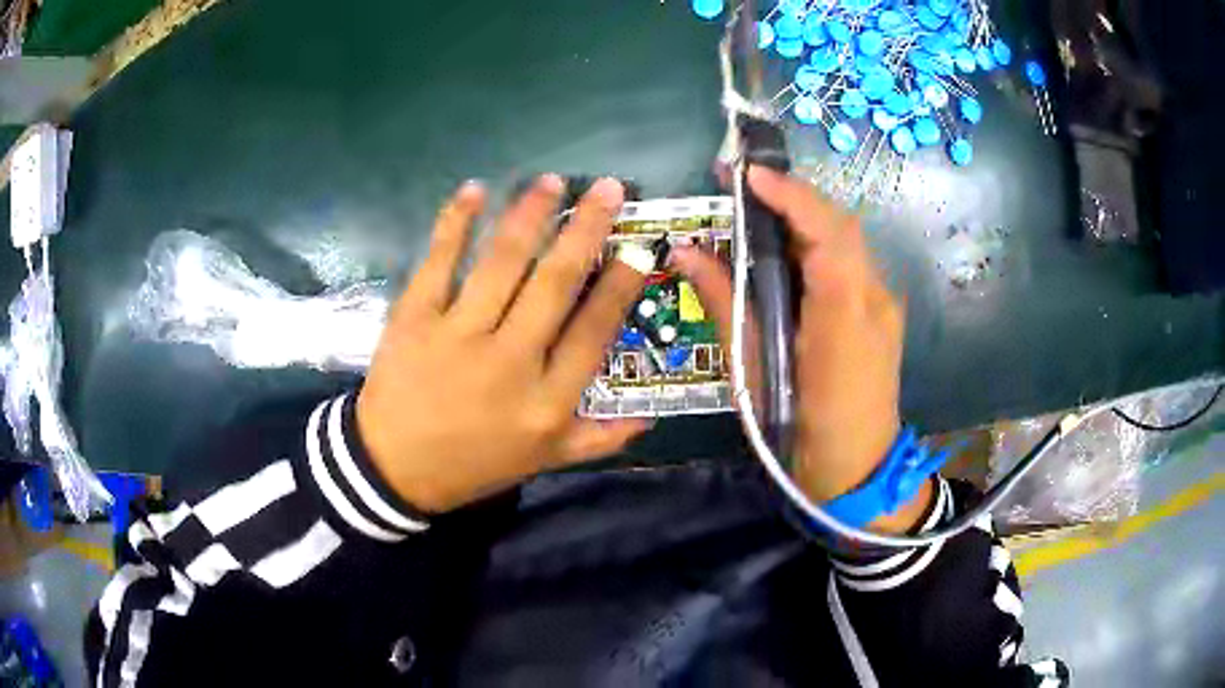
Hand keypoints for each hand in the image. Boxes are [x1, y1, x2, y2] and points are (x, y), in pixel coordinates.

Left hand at [357, 176, 650, 513]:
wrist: (393, 468)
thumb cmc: (473, 464)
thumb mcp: (542, 462)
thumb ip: (598, 439)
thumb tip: (651, 417)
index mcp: (545, 400)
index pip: (593, 331)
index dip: (620, 286)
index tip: (640, 247)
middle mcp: (509, 360)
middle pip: (554, 284)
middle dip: (586, 230)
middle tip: (609, 188)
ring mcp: (458, 335)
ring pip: (502, 263)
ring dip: (529, 215)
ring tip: (553, 181)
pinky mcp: (415, 318)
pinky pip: (439, 262)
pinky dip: (456, 223)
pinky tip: (475, 190)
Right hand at [671, 166, 929, 532]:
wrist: (859, 471)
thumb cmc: (800, 431)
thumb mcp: (754, 370)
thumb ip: (725, 301)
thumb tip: (685, 251)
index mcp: (845, 317)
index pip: (827, 235)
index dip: (789, 197)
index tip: (746, 175)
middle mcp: (874, 299)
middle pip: (839, 226)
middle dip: (792, 196)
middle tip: (739, 182)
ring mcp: (883, 304)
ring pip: (845, 239)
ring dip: (802, 215)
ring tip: (755, 206)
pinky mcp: (880, 311)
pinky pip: (847, 261)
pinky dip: (814, 241)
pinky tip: (784, 247)